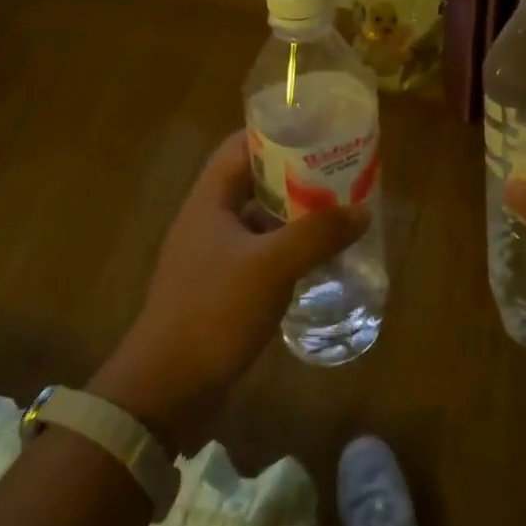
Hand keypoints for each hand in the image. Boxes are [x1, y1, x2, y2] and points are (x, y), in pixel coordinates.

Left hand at [90, 130, 369, 452]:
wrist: (164, 393)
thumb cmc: (213, 312)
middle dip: (294, 175)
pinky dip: (285, 250)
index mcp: (209, 200)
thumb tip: (361, 210)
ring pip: (257, 219)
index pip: (240, 146)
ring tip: (335, 211)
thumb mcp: (272, 266)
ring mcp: (210, 257)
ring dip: (292, 214)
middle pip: (253, 181)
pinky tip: (315, 260)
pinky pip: (257, 254)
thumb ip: (318, 234)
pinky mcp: (218, 290)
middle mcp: (207, 220)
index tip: (317, 132)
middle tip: (338, 173)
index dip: (276, 133)